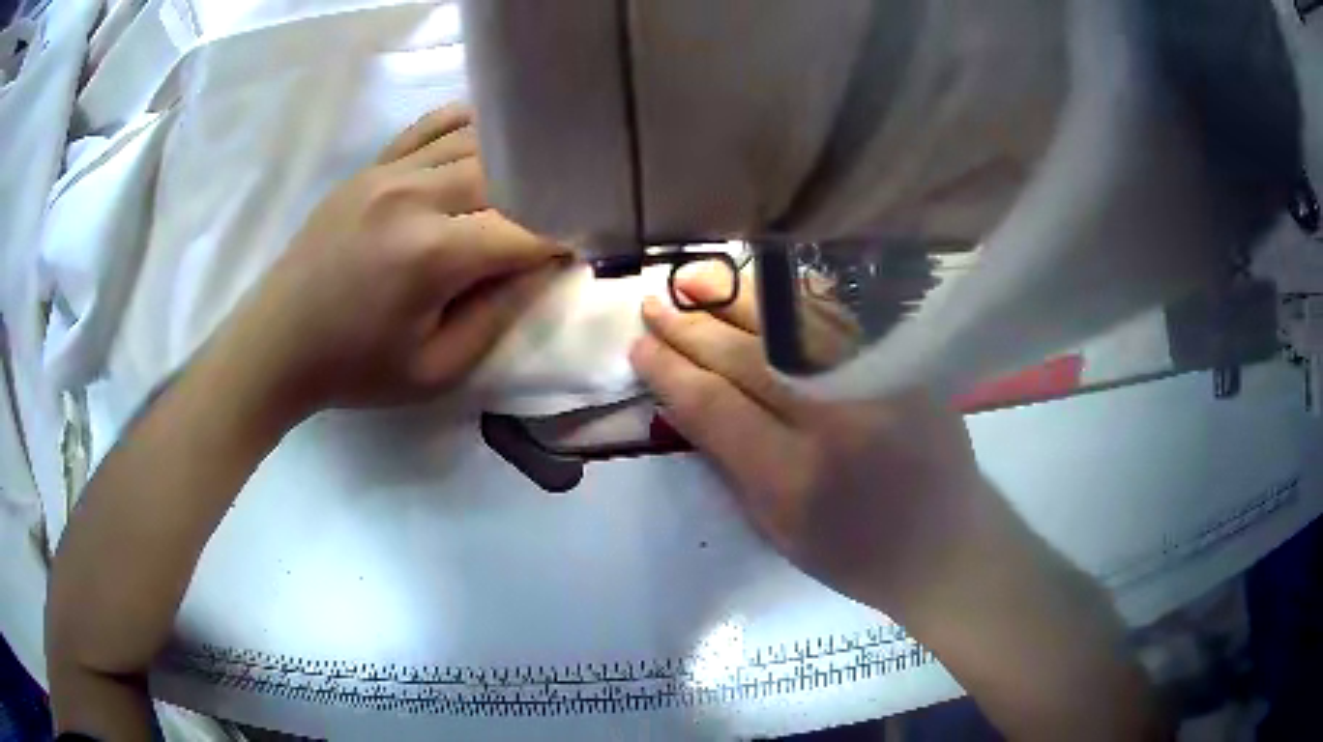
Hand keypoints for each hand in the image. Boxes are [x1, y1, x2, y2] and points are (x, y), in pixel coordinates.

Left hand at [231, 104, 565, 413]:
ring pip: (475, 142)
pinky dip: (468, 125)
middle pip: (506, 173)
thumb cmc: (354, 369)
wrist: (277, 343)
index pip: (524, 229)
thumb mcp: (435, 370)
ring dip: (513, 160)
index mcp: (431, 254)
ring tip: (535, 179)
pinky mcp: (371, 166)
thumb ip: (498, 315)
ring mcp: (389, 172)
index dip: (563, 236)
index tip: (585, 246)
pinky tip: (490, 135)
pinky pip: (431, 126)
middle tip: (565, 211)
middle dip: (545, 192)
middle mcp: (414, 196)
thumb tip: (545, 266)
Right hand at [629, 270, 986, 608]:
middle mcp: (839, 419)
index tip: (639, 347)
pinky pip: (841, 318)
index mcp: (797, 478)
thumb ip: (731, 463)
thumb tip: (686, 399)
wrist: (945, 544)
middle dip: (692, 329)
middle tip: (652, 305)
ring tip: (691, 279)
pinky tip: (760, 286)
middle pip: (749, 358)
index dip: (671, 372)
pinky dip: (794, 298)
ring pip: (793, 324)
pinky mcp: (909, 364)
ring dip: (735, 299)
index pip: (716, 406)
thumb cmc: (854, 554)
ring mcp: (881, 382)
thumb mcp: (777, 530)